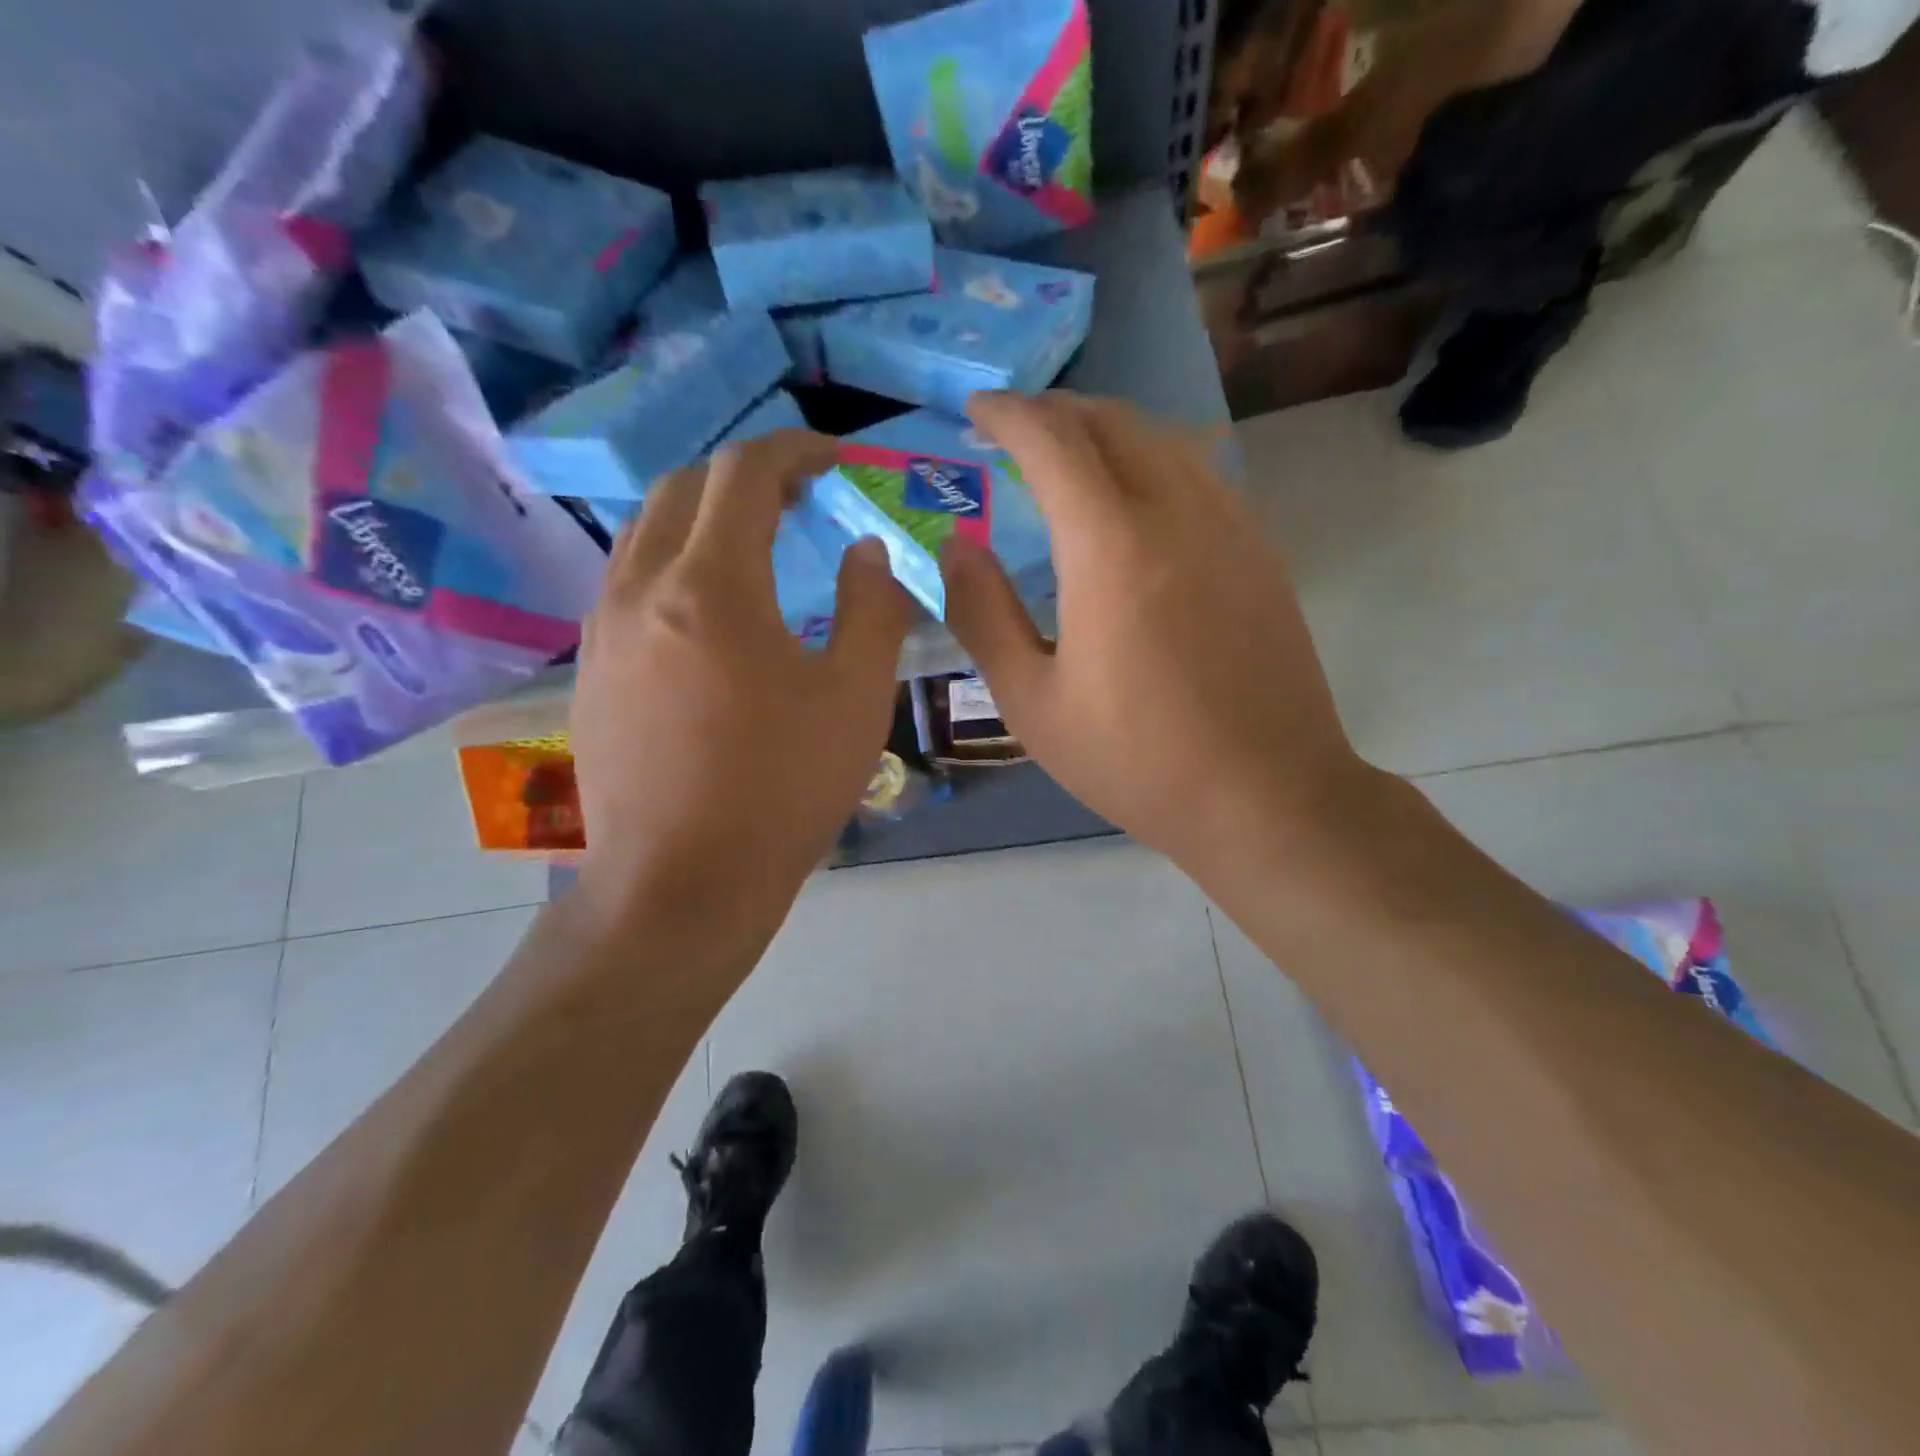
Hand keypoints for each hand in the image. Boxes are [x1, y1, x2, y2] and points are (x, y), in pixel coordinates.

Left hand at [571, 430, 912, 932]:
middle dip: (749, 475)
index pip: (745, 471)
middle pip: (686, 486)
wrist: (680, 885)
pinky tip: (712, 611)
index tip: (837, 462)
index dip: (796, 450)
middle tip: (802, 499)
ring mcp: (602, 628)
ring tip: (758, 545)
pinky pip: (629, 580)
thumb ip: (871, 608)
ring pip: (647, 530)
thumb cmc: (781, 790)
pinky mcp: (590, 668)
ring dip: (705, 515)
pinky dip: (676, 561)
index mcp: (710, 585)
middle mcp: (640, 587)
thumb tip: (864, 551)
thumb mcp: (856, 697)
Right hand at [941, 392, 1375, 880]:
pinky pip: (1200, 473)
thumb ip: (983, 614)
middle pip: (1112, 422)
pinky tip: (1135, 499)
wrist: (1265, 795)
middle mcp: (1176, 511)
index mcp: (1111, 546)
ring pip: (1163, 439)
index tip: (974, 410)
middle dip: (1054, 411)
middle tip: (1013, 429)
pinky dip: (1152, 460)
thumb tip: (956, 547)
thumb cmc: (1135, 760)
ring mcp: (1231, 526)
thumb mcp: (1032, 702)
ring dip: (1107, 430)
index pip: (1052, 441)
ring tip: (1068, 455)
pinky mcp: (1261, 551)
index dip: (1007, 414)